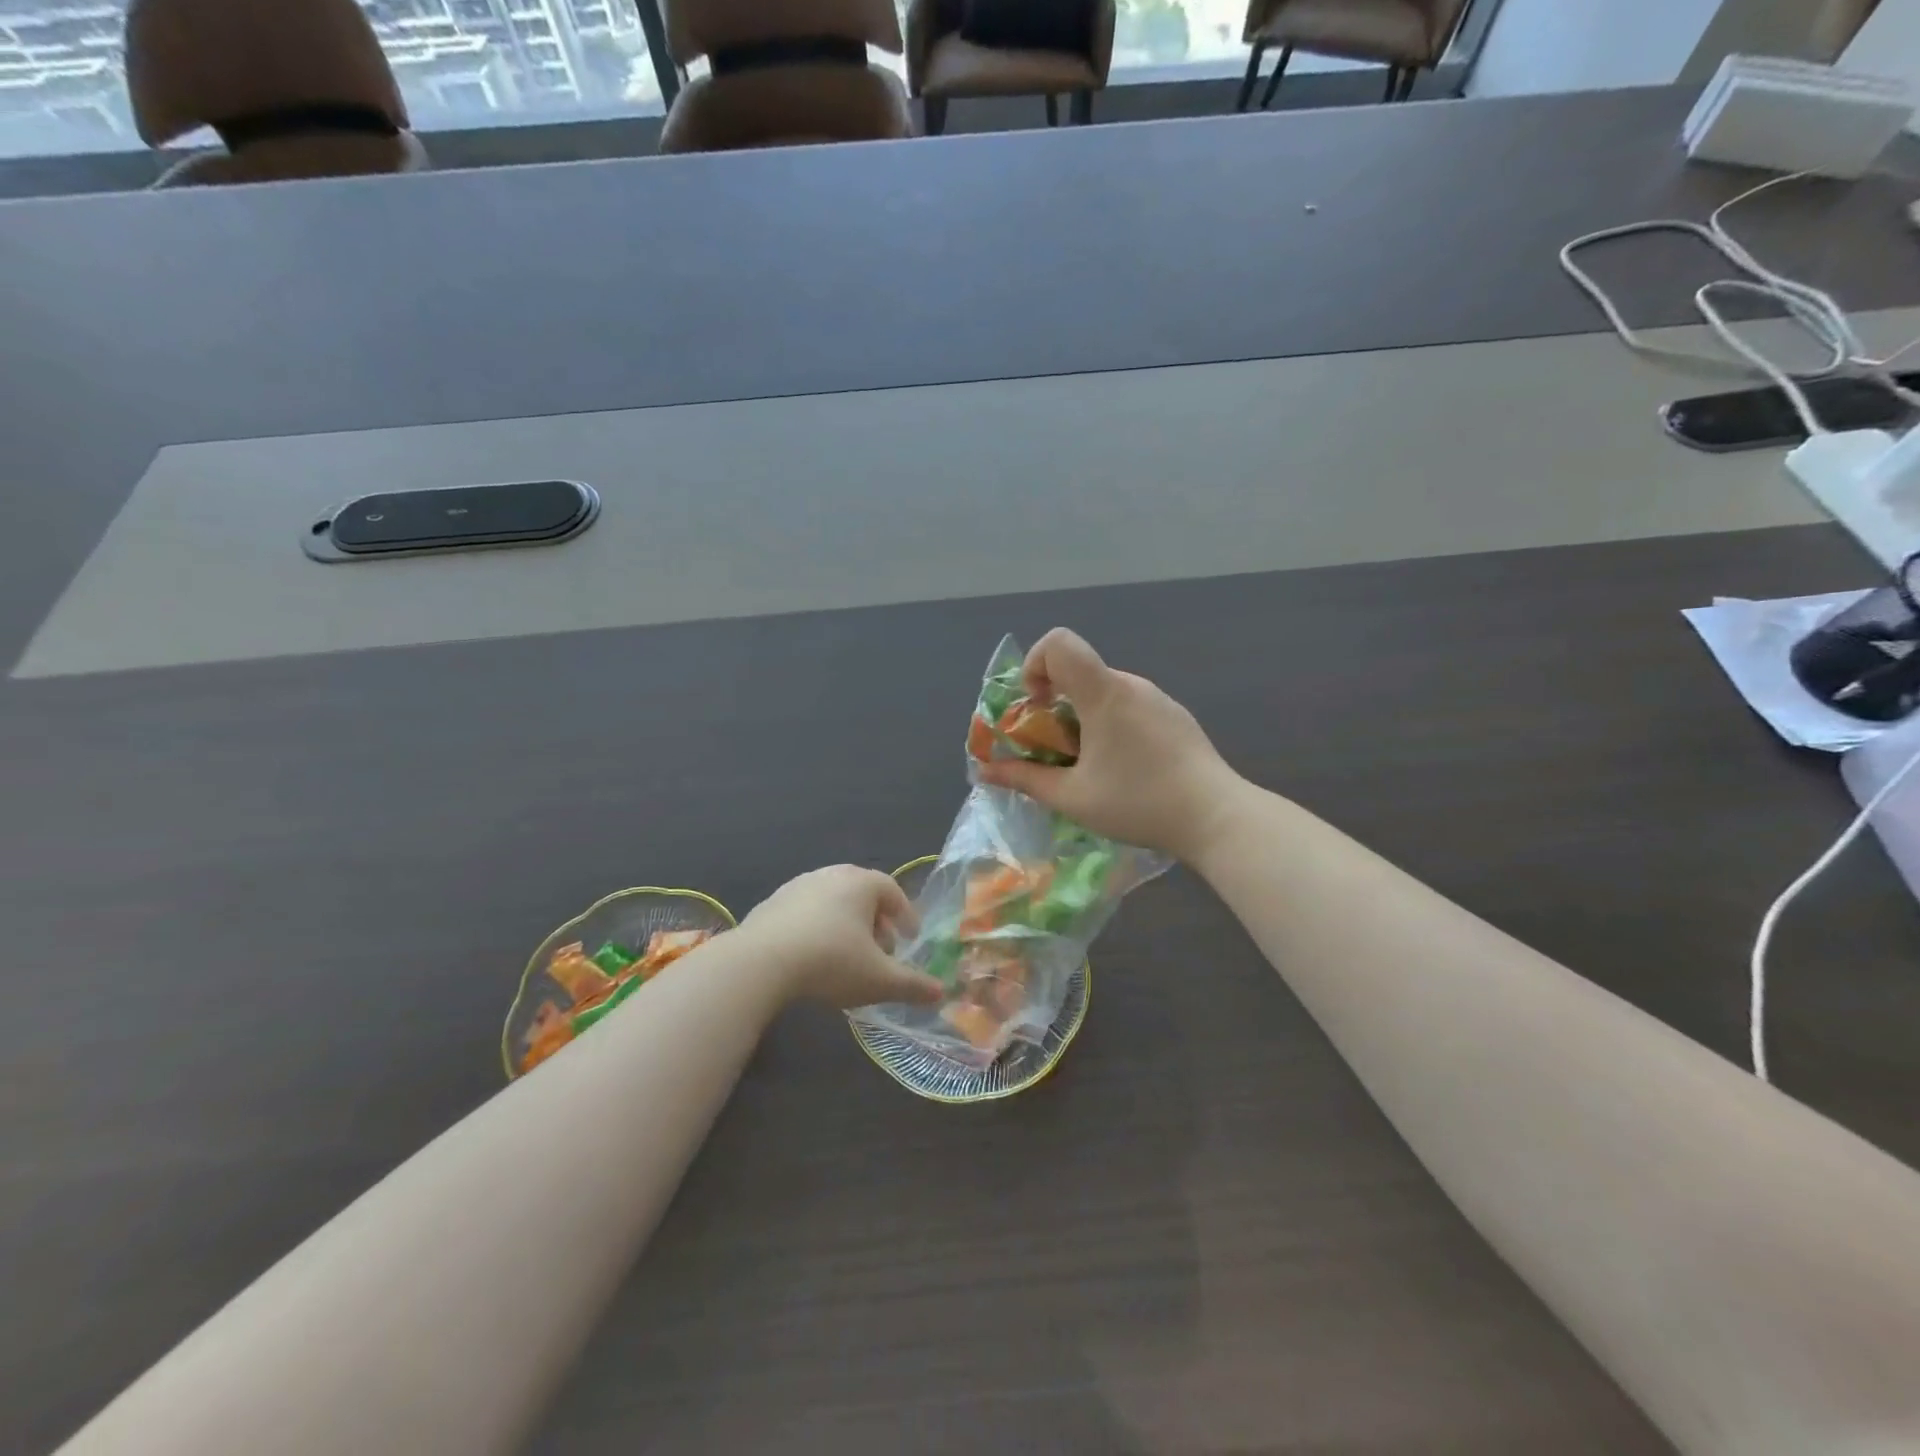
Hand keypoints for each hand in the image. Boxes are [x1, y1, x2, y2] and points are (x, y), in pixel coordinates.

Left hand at [738, 866, 944, 1009]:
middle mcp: (831, 875)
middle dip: (875, 920)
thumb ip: (912, 985)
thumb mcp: (879, 979)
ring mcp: (798, 886)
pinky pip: (804, 912)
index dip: (905, 914)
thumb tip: (941, 992)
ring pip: (832, 901)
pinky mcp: (771, 903)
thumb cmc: (831, 962)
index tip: (909, 938)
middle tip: (881, 949)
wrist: (761, 961)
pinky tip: (812, 956)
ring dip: (845, 924)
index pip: (892, 891)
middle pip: (861, 893)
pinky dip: (816, 928)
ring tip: (847, 955)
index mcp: (861, 883)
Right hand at [975, 629, 1241, 860]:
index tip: (1036, 707)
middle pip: (1078, 671)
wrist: (1217, 817)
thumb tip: (984, 771)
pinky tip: (1123, 768)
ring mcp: (1157, 698)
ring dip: (1081, 718)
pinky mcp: (1175, 716)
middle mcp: (1131, 684)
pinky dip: (1110, 724)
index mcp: (1104, 693)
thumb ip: (1024, 779)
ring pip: (1103, 692)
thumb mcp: (1072, 797)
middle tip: (1053, 751)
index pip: (1058, 642)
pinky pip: (1129, 706)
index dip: (1034, 665)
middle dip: (1053, 704)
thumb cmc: (1139, 803)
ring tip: (1088, 766)